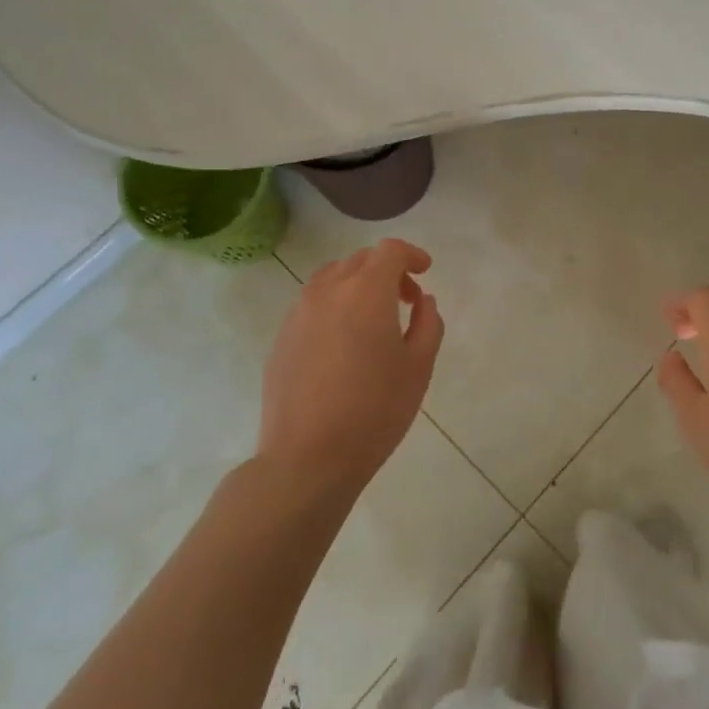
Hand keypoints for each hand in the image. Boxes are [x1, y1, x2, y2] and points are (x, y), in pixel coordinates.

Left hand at [259, 239, 444, 499]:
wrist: (308, 458)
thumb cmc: (374, 411)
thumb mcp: (418, 368)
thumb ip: (427, 324)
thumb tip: (423, 301)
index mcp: (366, 292)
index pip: (389, 251)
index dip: (411, 254)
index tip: (425, 271)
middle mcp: (328, 291)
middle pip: (360, 260)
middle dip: (387, 271)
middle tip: (406, 301)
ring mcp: (299, 313)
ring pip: (331, 278)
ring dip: (357, 285)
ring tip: (373, 319)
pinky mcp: (281, 338)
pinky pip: (312, 304)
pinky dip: (334, 306)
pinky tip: (343, 343)